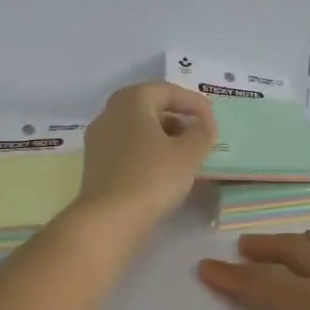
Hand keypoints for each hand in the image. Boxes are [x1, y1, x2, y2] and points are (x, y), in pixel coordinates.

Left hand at [73, 81, 216, 230]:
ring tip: (187, 156)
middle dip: (179, 119)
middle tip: (201, 136)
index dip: (194, 103)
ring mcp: (99, 140)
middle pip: (150, 108)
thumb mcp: (189, 153)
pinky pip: (128, 149)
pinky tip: (165, 172)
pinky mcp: (96, 165)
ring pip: (138, 130)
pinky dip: (149, 153)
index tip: (213, 119)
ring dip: (164, 138)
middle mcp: (110, 113)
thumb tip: (203, 125)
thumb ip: (202, 133)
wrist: (110, 219)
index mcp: (131, 100)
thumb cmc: (153, 177)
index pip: (168, 91)